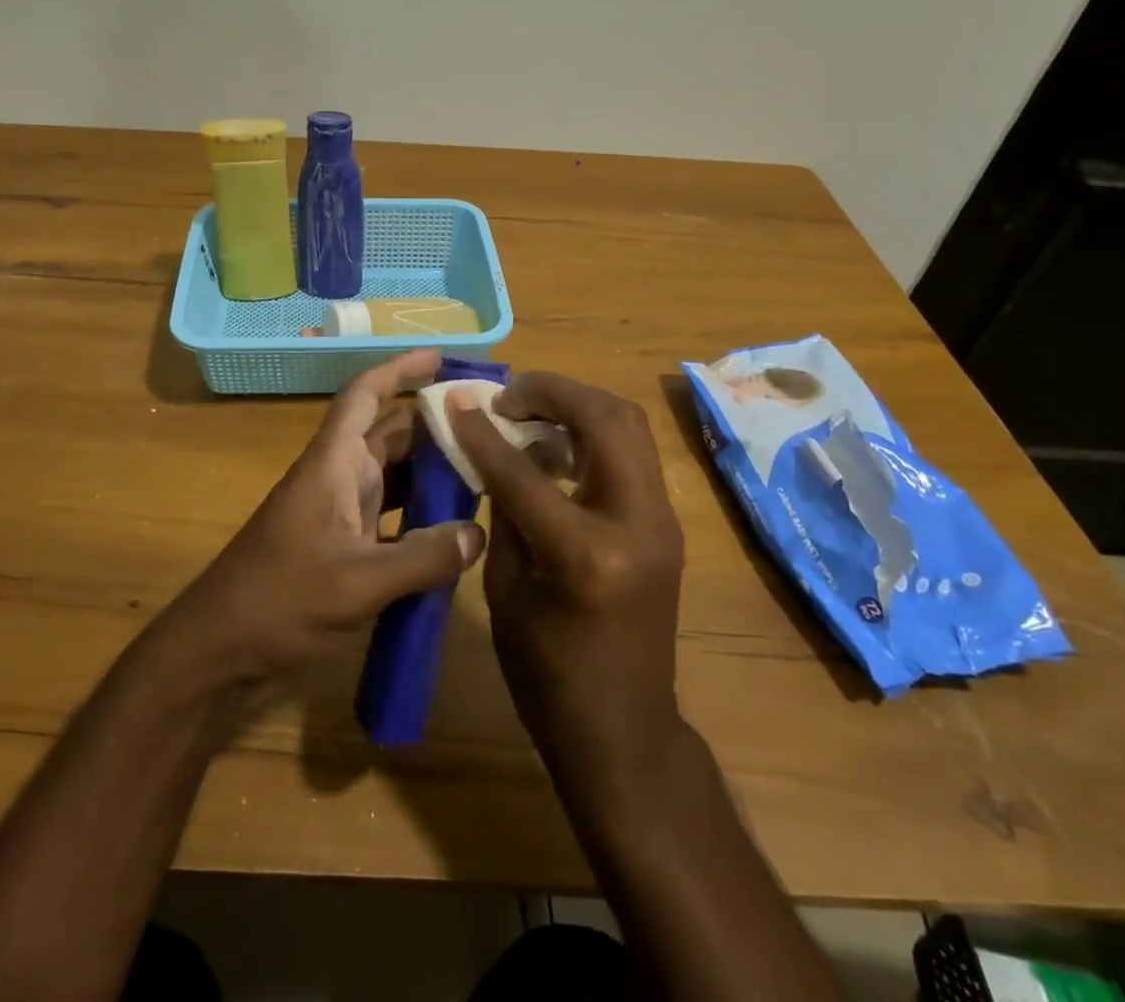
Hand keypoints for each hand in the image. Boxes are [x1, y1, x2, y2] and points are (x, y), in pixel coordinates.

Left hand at [159, 349, 486, 690]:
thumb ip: (423, 558)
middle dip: (436, 424)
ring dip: (433, 469)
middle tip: (491, 425)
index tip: (443, 357)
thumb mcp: (359, 582)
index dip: (400, 369)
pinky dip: (422, 510)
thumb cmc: (280, 600)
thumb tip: (479, 534)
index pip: (366, 394)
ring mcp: (340, 509)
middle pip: (392, 432)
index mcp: (334, 463)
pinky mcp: (343, 541)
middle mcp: (339, 474)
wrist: (219, 647)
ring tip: (487, 469)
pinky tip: (456, 527)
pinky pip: (392, 510)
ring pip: (395, 472)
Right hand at [450, 373, 684, 790]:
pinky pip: (633, 453)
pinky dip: (596, 432)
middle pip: (605, 418)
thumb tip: (496, 450)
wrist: (624, 732)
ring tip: (531, 411)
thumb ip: (505, 510)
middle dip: (552, 392)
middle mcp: (638, 524)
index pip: (525, 470)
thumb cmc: (548, 676)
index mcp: (586, 555)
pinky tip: (560, 445)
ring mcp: (664, 520)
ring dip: (579, 404)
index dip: (483, 431)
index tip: (456, 402)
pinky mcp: (668, 523)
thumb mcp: (505, 591)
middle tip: (507, 397)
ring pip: (630, 424)